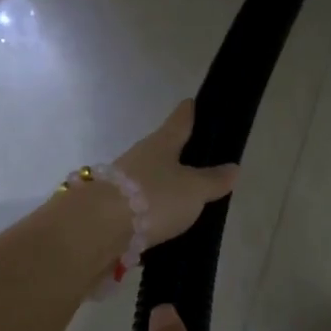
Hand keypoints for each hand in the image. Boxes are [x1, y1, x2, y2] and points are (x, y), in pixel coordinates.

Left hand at [113, 100, 238, 248]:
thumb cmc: (154, 197)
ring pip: (147, 180)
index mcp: (161, 144)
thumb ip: (213, 180)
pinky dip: (150, 213)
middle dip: (175, 155)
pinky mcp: (111, 211)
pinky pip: (138, 208)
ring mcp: (120, 184)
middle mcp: (138, 158)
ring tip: (183, 200)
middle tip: (196, 162)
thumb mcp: (193, 190)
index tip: (190, 102)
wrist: (98, 228)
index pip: (178, 122)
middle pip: (160, 151)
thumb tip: (232, 167)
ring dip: (161, 187)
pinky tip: (161, 226)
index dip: (187, 113)